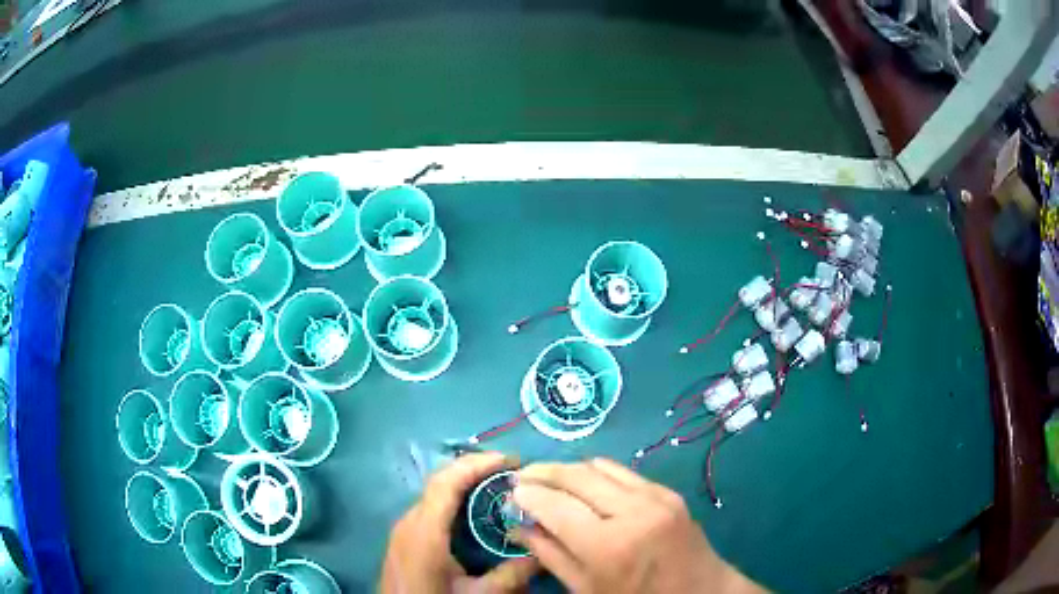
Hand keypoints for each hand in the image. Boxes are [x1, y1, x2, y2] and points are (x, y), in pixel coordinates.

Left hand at [381, 452, 539, 593]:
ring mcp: (403, 528)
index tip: (510, 460)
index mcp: (425, 531)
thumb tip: (543, 553)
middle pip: (440, 482)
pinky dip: (454, 498)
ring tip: (498, 486)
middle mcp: (410, 521)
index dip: (477, 464)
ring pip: (434, 493)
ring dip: (464, 483)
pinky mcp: (404, 537)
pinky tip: (474, 511)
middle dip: (475, 469)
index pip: (446, 482)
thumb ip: (511, 575)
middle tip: (512, 472)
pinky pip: (430, 506)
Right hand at [512, 458, 763, 593]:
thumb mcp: (586, 589)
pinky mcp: (668, 491)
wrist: (700, 593)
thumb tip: (519, 523)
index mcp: (608, 546)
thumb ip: (550, 554)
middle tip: (522, 477)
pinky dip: (596, 474)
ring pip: (599, 466)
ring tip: (549, 478)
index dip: (527, 494)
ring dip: (568, 468)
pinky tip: (585, 485)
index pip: (554, 505)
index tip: (510, 491)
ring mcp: (655, 497)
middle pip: (576, 475)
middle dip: (543, 472)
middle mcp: (632, 512)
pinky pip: (623, 472)